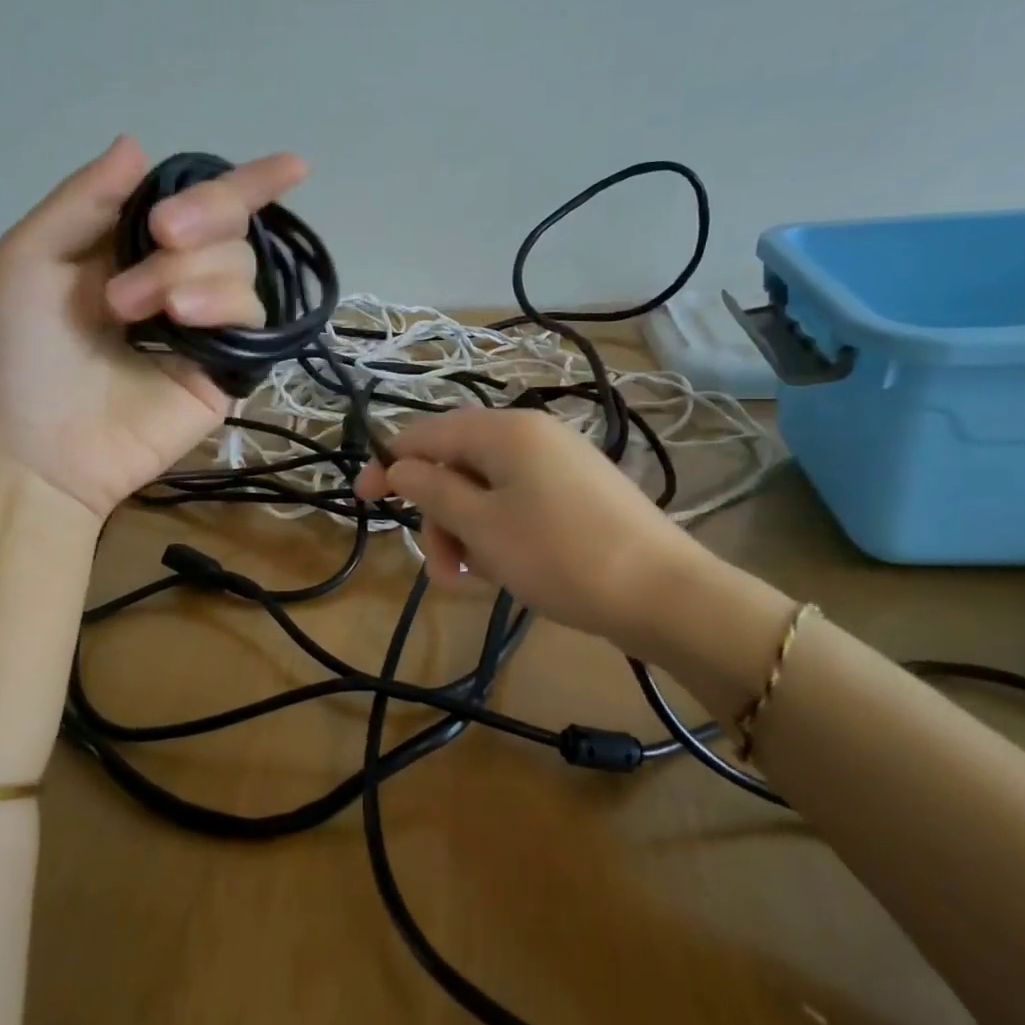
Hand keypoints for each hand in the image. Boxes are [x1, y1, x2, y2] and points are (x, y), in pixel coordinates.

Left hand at [0, 137, 308, 517]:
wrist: (29, 451)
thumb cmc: (12, 354)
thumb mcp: (28, 259)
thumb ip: (85, 200)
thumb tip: (139, 144)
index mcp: (130, 250)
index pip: (198, 207)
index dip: (246, 184)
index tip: (294, 165)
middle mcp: (175, 281)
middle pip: (231, 228)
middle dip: (202, 216)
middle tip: (160, 233)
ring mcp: (205, 328)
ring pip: (242, 269)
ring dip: (189, 272)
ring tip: (132, 310)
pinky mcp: (226, 370)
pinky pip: (252, 319)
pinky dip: (221, 305)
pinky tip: (182, 320)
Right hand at [355, 408, 712, 644]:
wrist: (663, 594)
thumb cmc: (559, 555)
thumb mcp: (482, 525)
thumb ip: (431, 490)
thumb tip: (398, 465)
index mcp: (505, 430)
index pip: (427, 434)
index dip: (389, 464)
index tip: (362, 500)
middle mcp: (531, 434)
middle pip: (456, 464)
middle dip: (438, 516)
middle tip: (443, 571)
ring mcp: (558, 463)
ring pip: (485, 489)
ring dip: (466, 532)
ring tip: (474, 580)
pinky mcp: (576, 492)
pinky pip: (517, 502)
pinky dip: (498, 533)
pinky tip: (504, 571)